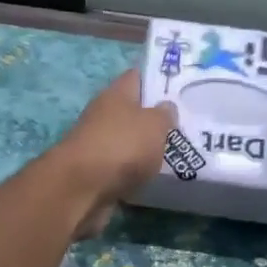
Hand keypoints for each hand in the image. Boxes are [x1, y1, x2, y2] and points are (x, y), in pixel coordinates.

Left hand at [53, 71, 176, 232]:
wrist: (82, 188)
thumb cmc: (121, 146)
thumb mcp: (154, 124)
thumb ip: (164, 114)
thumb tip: (166, 106)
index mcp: (115, 94)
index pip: (136, 77)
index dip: (157, 79)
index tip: (180, 87)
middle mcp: (103, 114)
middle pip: (132, 111)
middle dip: (154, 117)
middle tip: (185, 125)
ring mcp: (96, 144)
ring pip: (127, 140)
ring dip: (145, 146)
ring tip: (175, 153)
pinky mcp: (94, 171)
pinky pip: (121, 166)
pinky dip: (135, 170)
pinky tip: (155, 177)